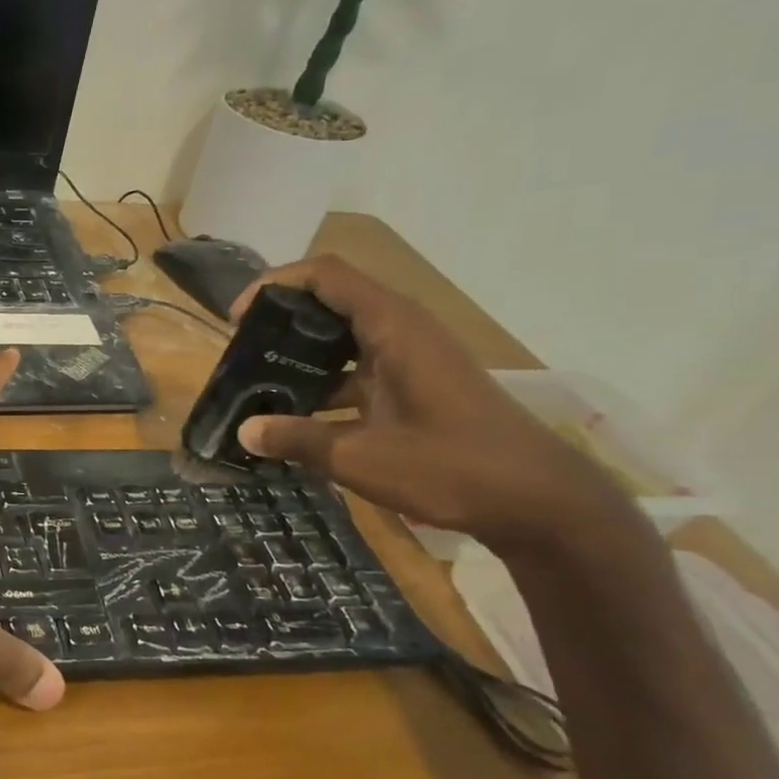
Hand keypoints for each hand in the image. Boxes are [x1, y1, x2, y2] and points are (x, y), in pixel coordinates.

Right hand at [230, 256, 632, 552]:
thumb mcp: (360, 458)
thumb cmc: (451, 468)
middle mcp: (403, 331)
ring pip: (344, 337)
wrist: (541, 503)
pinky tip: (298, 418)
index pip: (325, 275)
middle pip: (331, 301)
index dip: (275, 285)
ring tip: (259, 385)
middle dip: (281, 321)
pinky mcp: (417, 385)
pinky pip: (359, 368)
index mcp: (393, 328)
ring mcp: (413, 358)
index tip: (237, 320)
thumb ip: (297, 439)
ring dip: (301, 355)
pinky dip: (324, 382)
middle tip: (241, 353)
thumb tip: (243, 432)